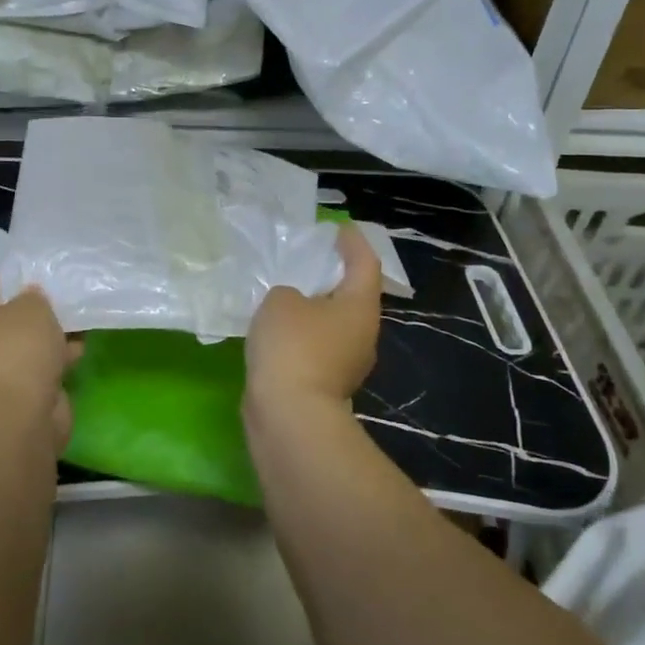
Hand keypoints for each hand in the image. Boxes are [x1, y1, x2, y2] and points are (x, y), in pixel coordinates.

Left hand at [0, 269, 80, 450]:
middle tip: (60, 293)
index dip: (4, 271)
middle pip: (4, 313)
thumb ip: (33, 295)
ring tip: (78, 319)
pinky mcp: (20, 392)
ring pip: (26, 341)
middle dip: (33, 305)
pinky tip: (78, 349)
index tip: (34, 269)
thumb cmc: (19, 351)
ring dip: (50, 333)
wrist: (20, 418)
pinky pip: (40, 365)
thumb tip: (31, 298)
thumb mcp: (32, 307)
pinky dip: (57, 357)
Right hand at [244, 223, 381, 421]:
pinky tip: (279, 330)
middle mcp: (363, 334)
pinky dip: (303, 335)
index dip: (353, 242)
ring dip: (316, 308)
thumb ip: (288, 292)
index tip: (338, 228)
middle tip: (309, 259)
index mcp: (360, 306)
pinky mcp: (328, 385)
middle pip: (353, 295)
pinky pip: (318, 347)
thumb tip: (294, 306)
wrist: (289, 416)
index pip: (365, 263)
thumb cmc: (292, 346)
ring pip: (335, 325)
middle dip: (333, 276)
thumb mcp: (281, 301)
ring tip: (287, 293)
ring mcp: (348, 364)